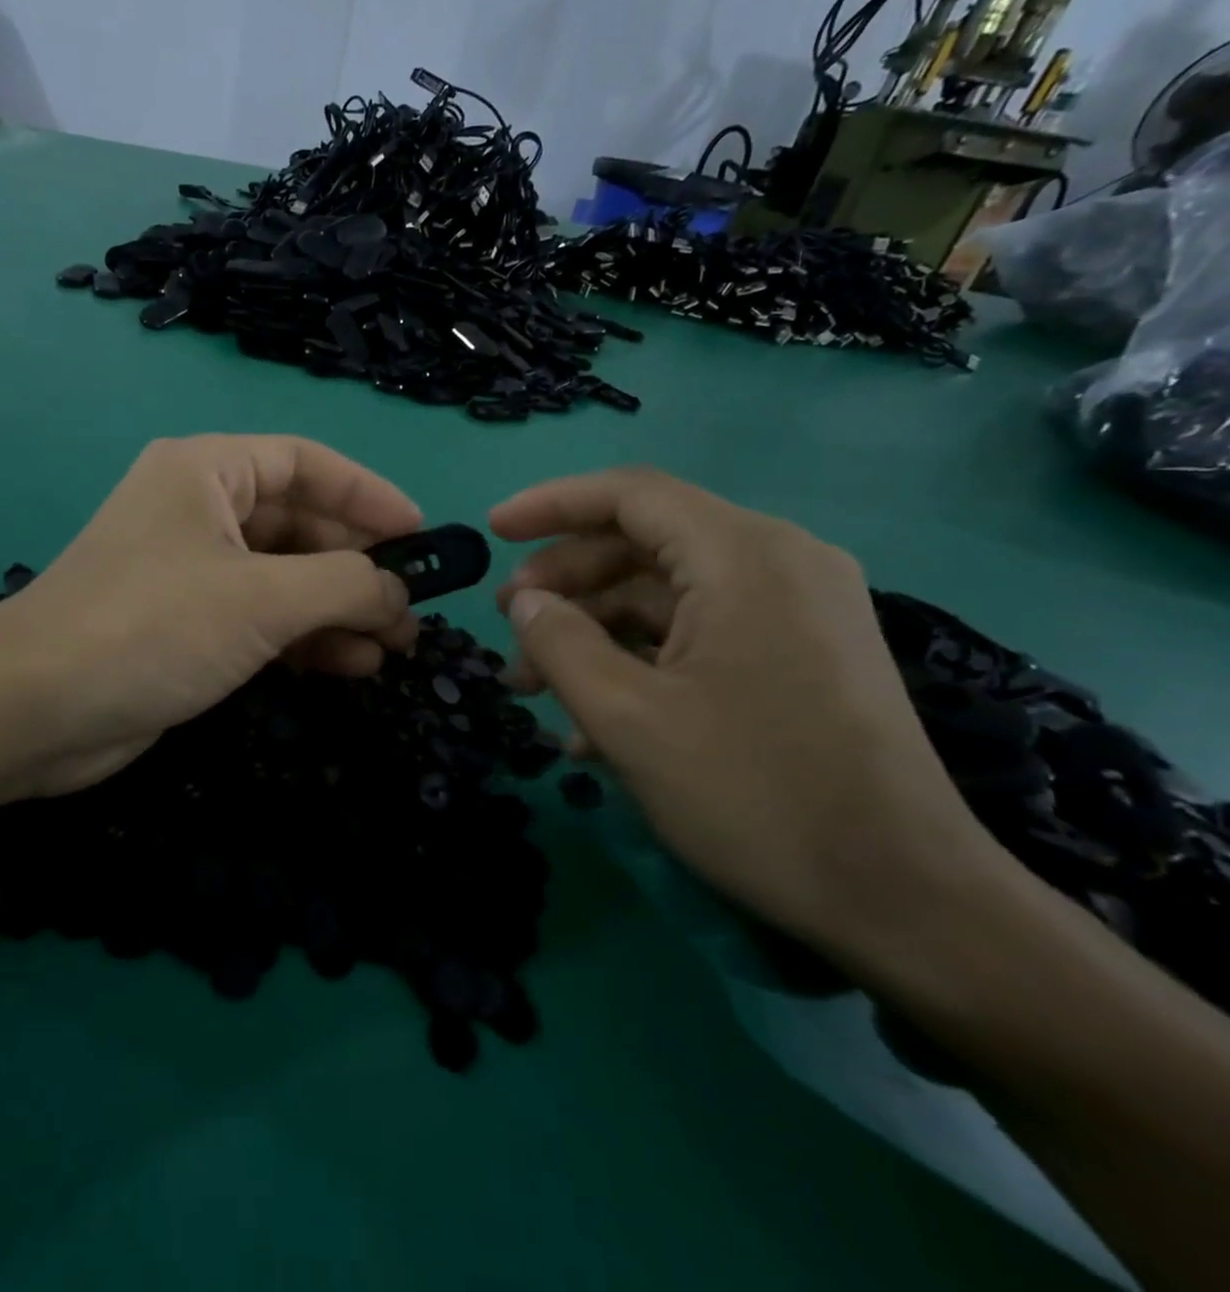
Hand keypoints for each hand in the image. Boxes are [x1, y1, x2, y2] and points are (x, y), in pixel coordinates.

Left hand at [0, 435, 420, 797]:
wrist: (35, 710)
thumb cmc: (153, 627)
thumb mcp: (263, 599)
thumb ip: (346, 585)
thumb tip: (399, 593)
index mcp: (207, 472)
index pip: (307, 464)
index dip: (369, 495)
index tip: (421, 534)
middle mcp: (197, 510)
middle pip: (300, 524)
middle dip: (359, 567)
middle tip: (412, 610)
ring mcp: (190, 570)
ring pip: (284, 578)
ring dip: (338, 610)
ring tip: (392, 648)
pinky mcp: (184, 624)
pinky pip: (260, 618)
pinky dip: (304, 639)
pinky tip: (348, 666)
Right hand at [489, 466, 999, 952]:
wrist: (907, 902)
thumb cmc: (756, 796)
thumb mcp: (628, 719)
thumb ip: (559, 644)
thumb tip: (525, 603)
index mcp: (745, 557)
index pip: (630, 494)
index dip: (551, 504)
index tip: (491, 530)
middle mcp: (779, 564)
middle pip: (644, 543)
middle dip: (566, 581)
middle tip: (509, 625)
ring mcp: (795, 611)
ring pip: (666, 594)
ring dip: (594, 631)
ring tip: (535, 686)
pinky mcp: (799, 655)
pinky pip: (699, 634)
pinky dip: (638, 660)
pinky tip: (592, 722)